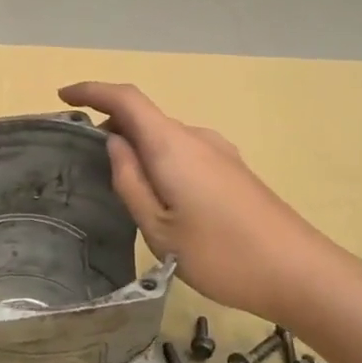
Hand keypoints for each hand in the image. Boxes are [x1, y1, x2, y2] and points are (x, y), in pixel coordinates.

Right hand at [60, 82, 342, 325]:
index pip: (126, 99)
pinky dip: (159, 158)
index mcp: (172, 145)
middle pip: (145, 116)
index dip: (92, 90)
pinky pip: (184, 151)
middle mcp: (196, 138)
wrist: (299, 272)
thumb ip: (130, 181)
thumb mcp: (158, 228)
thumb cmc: (220, 254)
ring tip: (116, 179)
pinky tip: (157, 192)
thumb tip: (114, 143)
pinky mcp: (233, 170)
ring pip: (165, 136)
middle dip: (110, 124)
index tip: (62, 96)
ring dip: (137, 144)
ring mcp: (220, 152)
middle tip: (82, 154)